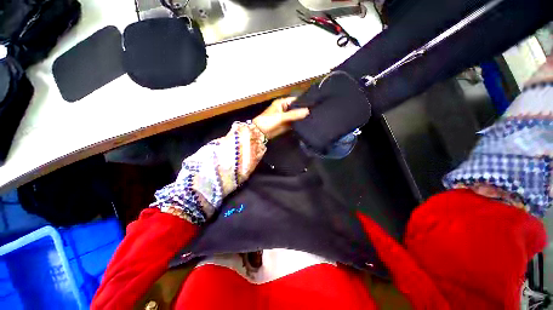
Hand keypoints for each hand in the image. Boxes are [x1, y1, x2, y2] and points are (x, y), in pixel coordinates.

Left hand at [252, 97, 309, 139]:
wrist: (260, 133)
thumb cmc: (268, 121)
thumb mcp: (281, 116)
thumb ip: (294, 114)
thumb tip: (308, 111)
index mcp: (282, 103)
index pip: (295, 100)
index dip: (304, 102)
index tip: (314, 105)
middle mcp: (285, 109)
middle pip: (297, 109)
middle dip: (304, 111)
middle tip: (316, 113)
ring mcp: (286, 117)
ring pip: (296, 117)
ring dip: (302, 118)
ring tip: (314, 119)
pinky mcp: (286, 125)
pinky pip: (294, 123)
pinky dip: (299, 124)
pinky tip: (307, 125)